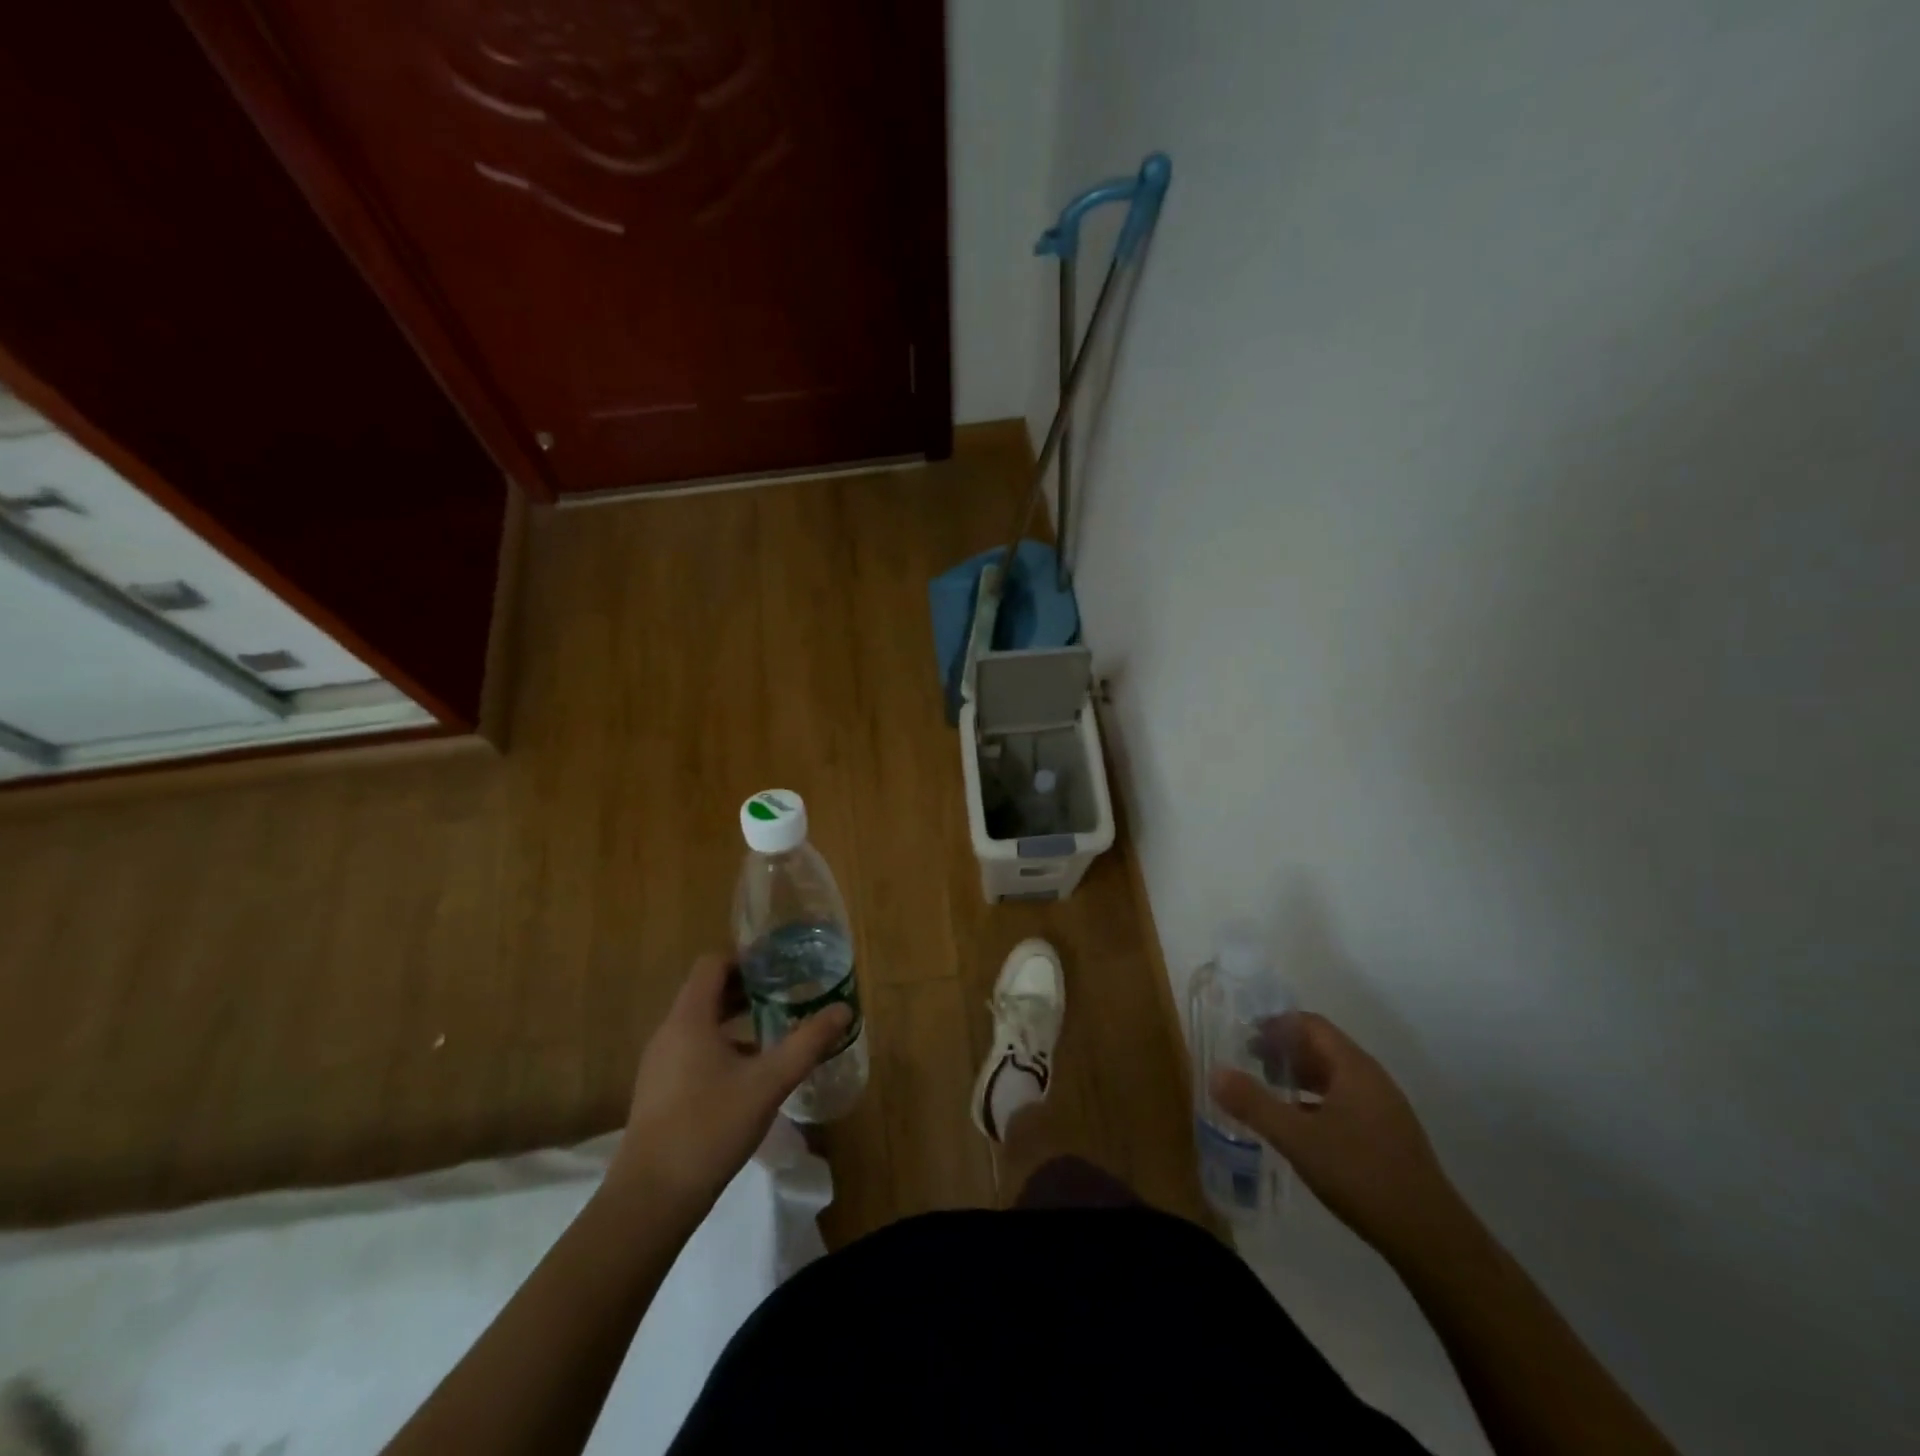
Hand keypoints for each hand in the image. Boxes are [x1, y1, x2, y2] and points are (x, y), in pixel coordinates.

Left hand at [607, 954, 849, 1218]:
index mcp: (689, 1019)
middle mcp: (669, 1032)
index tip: (780, 967)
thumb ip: (807, 1043)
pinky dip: (723, 1045)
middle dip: (747, 989)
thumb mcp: (768, 1083)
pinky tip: (751, 1072)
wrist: (651, 1200)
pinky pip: (694, 1050)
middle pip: (707, 992)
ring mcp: (660, 1064)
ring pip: (701, 1023)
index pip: (712, 965)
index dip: (746, 959)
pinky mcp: (660, 1091)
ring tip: (775, 1029)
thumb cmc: (709, 1127)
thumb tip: (843, 1009)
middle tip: (787, 993)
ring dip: (736, 1019)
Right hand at [1211, 1012, 1462, 1263]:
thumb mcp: (1297, 1139)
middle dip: (1284, 1049)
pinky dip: (1315, 1100)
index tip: (1244, 1035)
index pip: (1310, 1025)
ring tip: (1267, 1090)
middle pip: (1322, 1047)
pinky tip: (1298, 1125)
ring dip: (1299, 1076)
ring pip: (1334, 1076)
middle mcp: (1371, 1078)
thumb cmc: (1361, 1175)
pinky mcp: (1387, 1135)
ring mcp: (1383, 1108)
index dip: (1276, 1024)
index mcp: (1353, 1068)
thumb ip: (1254, 1104)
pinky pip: (1344, 1100)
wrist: (1431, 1238)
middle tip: (1248, 1061)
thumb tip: (1215, 1072)